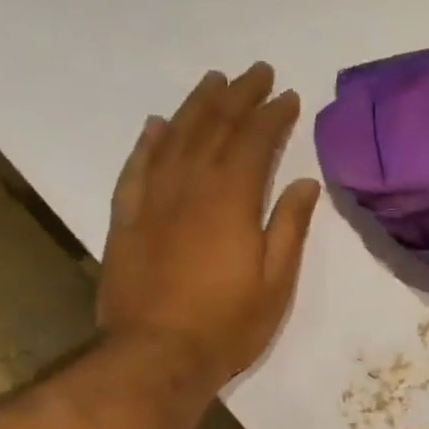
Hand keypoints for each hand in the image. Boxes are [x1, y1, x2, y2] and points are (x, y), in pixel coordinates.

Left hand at [98, 63, 320, 385]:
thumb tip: (302, 181)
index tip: (288, 95)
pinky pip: (136, 168)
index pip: (254, 143)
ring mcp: (152, 201)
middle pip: (214, 129)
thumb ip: (289, 227)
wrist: (156, 356)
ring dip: (195, 106)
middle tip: (256, 71)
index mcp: (231, 201)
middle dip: (238, 97)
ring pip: (173, 138)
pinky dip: (148, 142)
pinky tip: (156, 124)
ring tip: (213, 82)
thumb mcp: (276, 282)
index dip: (272, 116)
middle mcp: (189, 188)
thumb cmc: (228, 325)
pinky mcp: (126, 219)